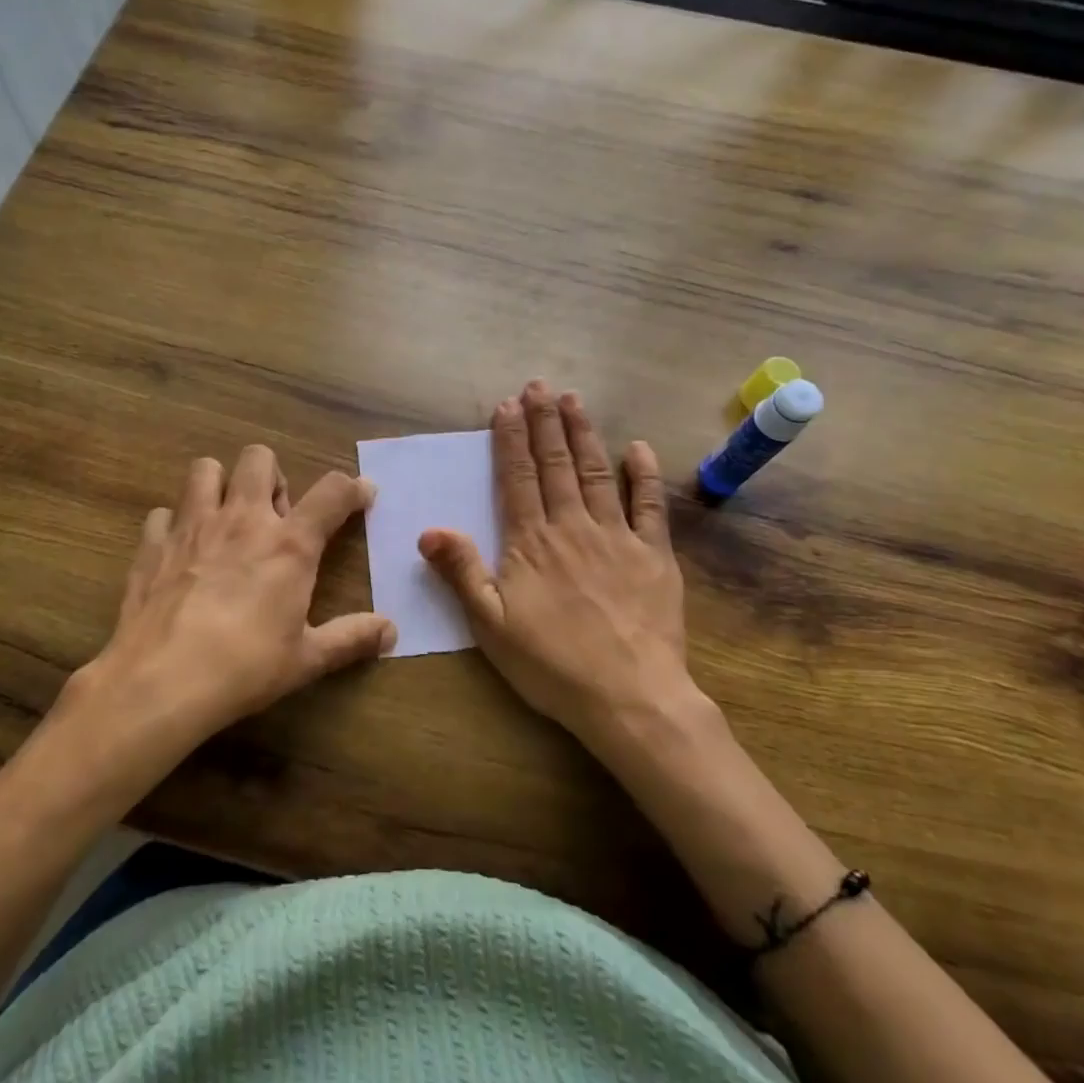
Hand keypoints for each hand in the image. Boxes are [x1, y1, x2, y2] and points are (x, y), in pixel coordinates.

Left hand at [52, 445, 392, 795]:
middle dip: (272, 476)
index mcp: (288, 544)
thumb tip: (391, 633)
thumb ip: (351, 639)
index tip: (362, 494)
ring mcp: (192, 526)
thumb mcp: (307, 659)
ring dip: (220, 485)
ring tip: (226, 518)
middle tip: (275, 514)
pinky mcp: (152, 544)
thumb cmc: (244, 668)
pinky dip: (174, 524)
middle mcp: (242, 520)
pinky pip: (163, 513)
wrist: (160, 682)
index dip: (353, 487)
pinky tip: (180, 551)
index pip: (332, 493)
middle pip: (259, 458)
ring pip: (205, 469)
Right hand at [418, 380, 701, 744]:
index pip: (517, 478)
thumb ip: (461, 573)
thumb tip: (429, 529)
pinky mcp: (654, 555)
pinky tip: (637, 447)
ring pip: (596, 473)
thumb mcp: (490, 626)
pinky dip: (643, 473)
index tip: (507, 405)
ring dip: (583, 434)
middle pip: (555, 464)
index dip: (511, 439)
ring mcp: (617, 537)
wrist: (629, 696)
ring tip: (574, 400)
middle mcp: (572, 527)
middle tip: (539, 386)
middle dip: (545, 422)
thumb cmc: (552, 665)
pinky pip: (649, 505)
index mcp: (531, 542)